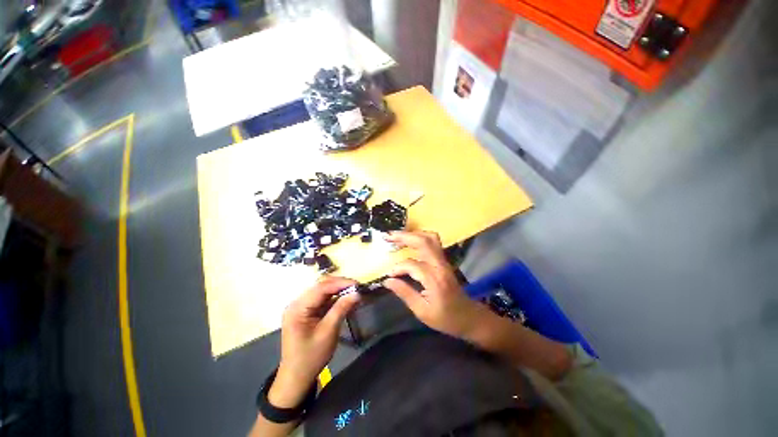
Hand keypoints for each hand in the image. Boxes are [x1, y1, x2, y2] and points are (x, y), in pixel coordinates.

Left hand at [270, 277, 360, 407]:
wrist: (296, 378)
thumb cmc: (311, 357)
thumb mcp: (328, 332)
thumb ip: (341, 309)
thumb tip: (356, 293)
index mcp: (297, 308)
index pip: (321, 288)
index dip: (340, 283)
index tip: (357, 284)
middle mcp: (297, 303)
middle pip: (321, 287)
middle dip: (340, 285)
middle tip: (357, 287)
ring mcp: (301, 307)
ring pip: (323, 292)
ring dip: (338, 291)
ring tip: (354, 293)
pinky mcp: (306, 312)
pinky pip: (322, 300)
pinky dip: (334, 299)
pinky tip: (345, 300)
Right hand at [382, 231, 489, 338]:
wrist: (468, 316)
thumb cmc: (445, 318)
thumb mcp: (422, 311)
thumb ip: (404, 293)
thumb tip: (387, 281)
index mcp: (434, 279)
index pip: (412, 265)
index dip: (397, 268)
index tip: (389, 275)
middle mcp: (440, 265)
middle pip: (423, 242)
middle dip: (404, 237)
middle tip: (388, 236)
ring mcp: (443, 261)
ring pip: (430, 238)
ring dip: (412, 234)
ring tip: (397, 236)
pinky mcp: (444, 260)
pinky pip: (432, 242)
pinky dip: (419, 238)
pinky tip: (410, 241)